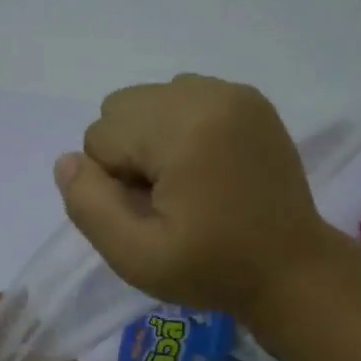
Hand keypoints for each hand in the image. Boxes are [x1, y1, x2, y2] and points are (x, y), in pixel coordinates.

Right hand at [53, 74, 334, 318]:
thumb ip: (89, 206)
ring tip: (189, 180)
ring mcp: (233, 91)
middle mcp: (207, 94)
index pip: (99, 136)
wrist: (291, 268)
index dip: (114, 182)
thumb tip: (68, 160)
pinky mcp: (250, 98)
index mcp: (182, 129)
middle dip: (129, 152)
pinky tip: (207, 164)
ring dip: (152, 137)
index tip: (154, 213)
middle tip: (168, 197)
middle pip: (121, 107)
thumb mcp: (136, 257)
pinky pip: (184, 96)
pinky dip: (180, 126)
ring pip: (150, 99)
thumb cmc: (213, 268)